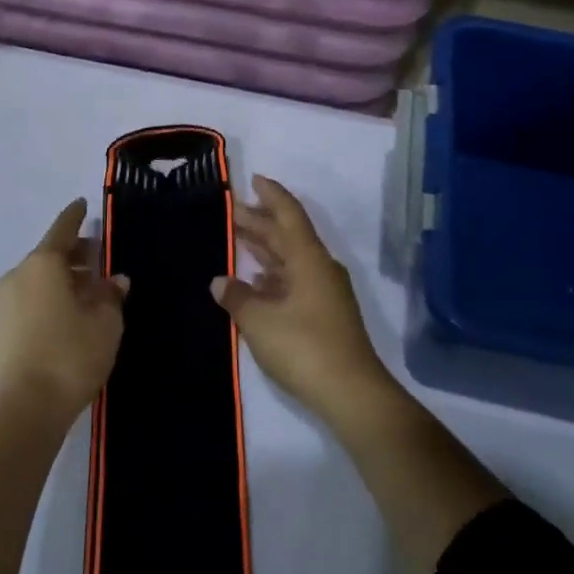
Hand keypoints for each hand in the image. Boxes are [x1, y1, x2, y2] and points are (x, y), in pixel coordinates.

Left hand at [0, 199, 128, 424]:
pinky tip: (71, 314)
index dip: (76, 216)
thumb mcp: (105, 323)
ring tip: (91, 292)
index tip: (84, 204)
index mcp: (43, 263)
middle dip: (75, 254)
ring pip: (40, 277)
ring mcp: (6, 303)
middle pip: (50, 253)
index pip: (63, 228)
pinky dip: (51, 296)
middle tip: (100, 259)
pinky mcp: (2, 329)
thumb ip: (111, 296)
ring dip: (64, 278)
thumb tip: (115, 280)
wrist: (22, 412)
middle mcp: (19, 274)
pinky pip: (32, 298)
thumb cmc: (69, 356)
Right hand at [212, 176, 392, 423]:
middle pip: (288, 234)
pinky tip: (255, 280)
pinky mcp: (325, 314)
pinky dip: (274, 273)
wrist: (353, 395)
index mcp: (309, 258)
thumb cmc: (305, 348)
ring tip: (238, 238)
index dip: (271, 194)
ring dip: (266, 247)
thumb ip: (237, 297)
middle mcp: (319, 267)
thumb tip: (220, 281)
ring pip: (291, 257)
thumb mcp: (260, 321)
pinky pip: (295, 279)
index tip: (253, 178)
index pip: (288, 214)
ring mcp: (325, 292)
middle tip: (231, 210)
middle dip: (260, 220)